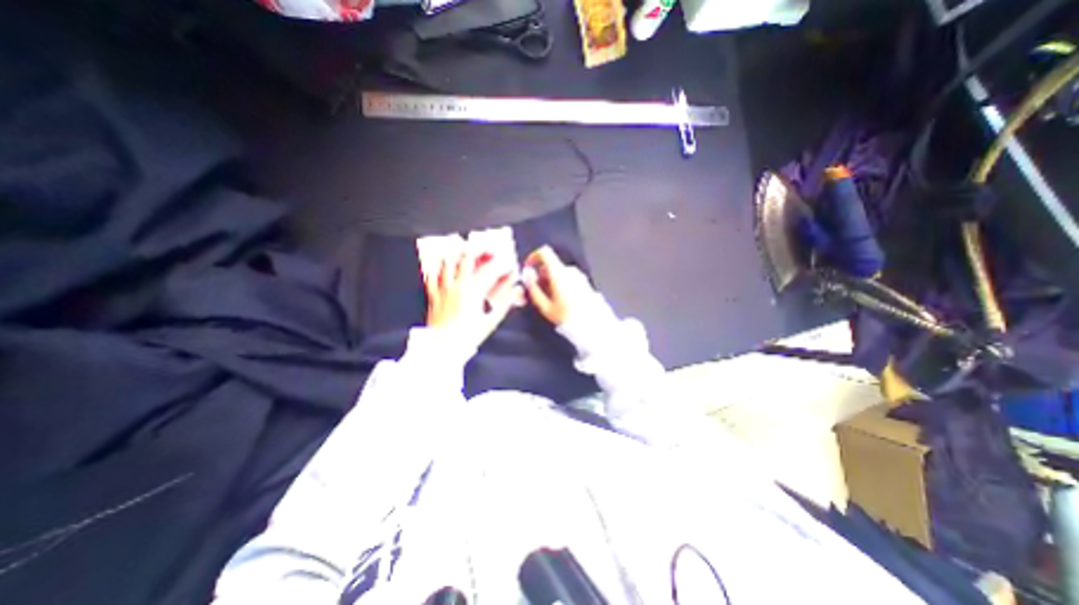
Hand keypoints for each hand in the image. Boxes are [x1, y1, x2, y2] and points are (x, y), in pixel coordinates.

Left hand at [422, 245, 520, 349]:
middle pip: (467, 258)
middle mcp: (457, 285)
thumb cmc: (468, 336)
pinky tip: (443, 266)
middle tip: (490, 252)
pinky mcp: (433, 295)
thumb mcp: (491, 320)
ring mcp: (443, 288)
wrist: (443, 347)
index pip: (491, 270)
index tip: (510, 268)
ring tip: (467, 255)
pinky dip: (438, 268)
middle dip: (481, 251)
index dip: (503, 266)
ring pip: (448, 262)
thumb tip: (515, 290)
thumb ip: (505, 303)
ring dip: (459, 255)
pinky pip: (432, 275)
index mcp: (473, 291)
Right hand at [525, 244, 598, 326]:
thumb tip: (527, 276)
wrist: (591, 324)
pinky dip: (560, 282)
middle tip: (537, 290)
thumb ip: (533, 289)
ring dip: (550, 280)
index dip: (533, 257)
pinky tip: (560, 299)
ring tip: (549, 298)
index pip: (545, 252)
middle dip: (541, 274)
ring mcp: (578, 275)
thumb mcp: (545, 306)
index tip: (528, 268)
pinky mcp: (584, 281)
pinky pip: (567, 277)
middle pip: (551, 264)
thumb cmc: (566, 316)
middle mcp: (569, 270)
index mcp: (559, 272)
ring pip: (559, 271)